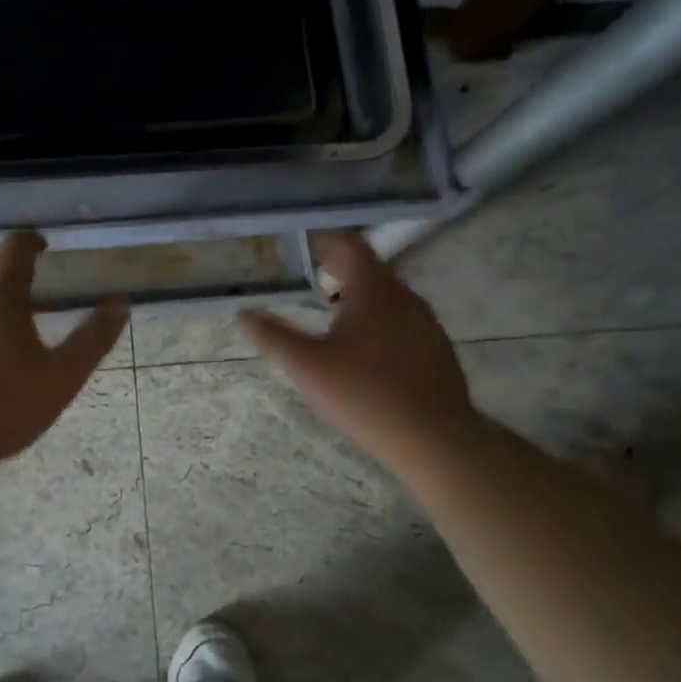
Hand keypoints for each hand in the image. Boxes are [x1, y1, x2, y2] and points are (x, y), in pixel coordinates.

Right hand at [239, 232, 479, 471]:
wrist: (434, 438)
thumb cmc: (365, 395)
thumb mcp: (308, 367)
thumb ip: (274, 337)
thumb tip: (243, 314)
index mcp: (374, 289)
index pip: (349, 245)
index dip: (323, 242)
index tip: (301, 252)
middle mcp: (405, 296)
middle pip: (369, 269)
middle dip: (339, 270)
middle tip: (311, 283)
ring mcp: (427, 322)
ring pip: (388, 296)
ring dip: (360, 298)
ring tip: (333, 317)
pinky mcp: (437, 349)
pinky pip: (403, 321)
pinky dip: (380, 322)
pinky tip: (366, 352)